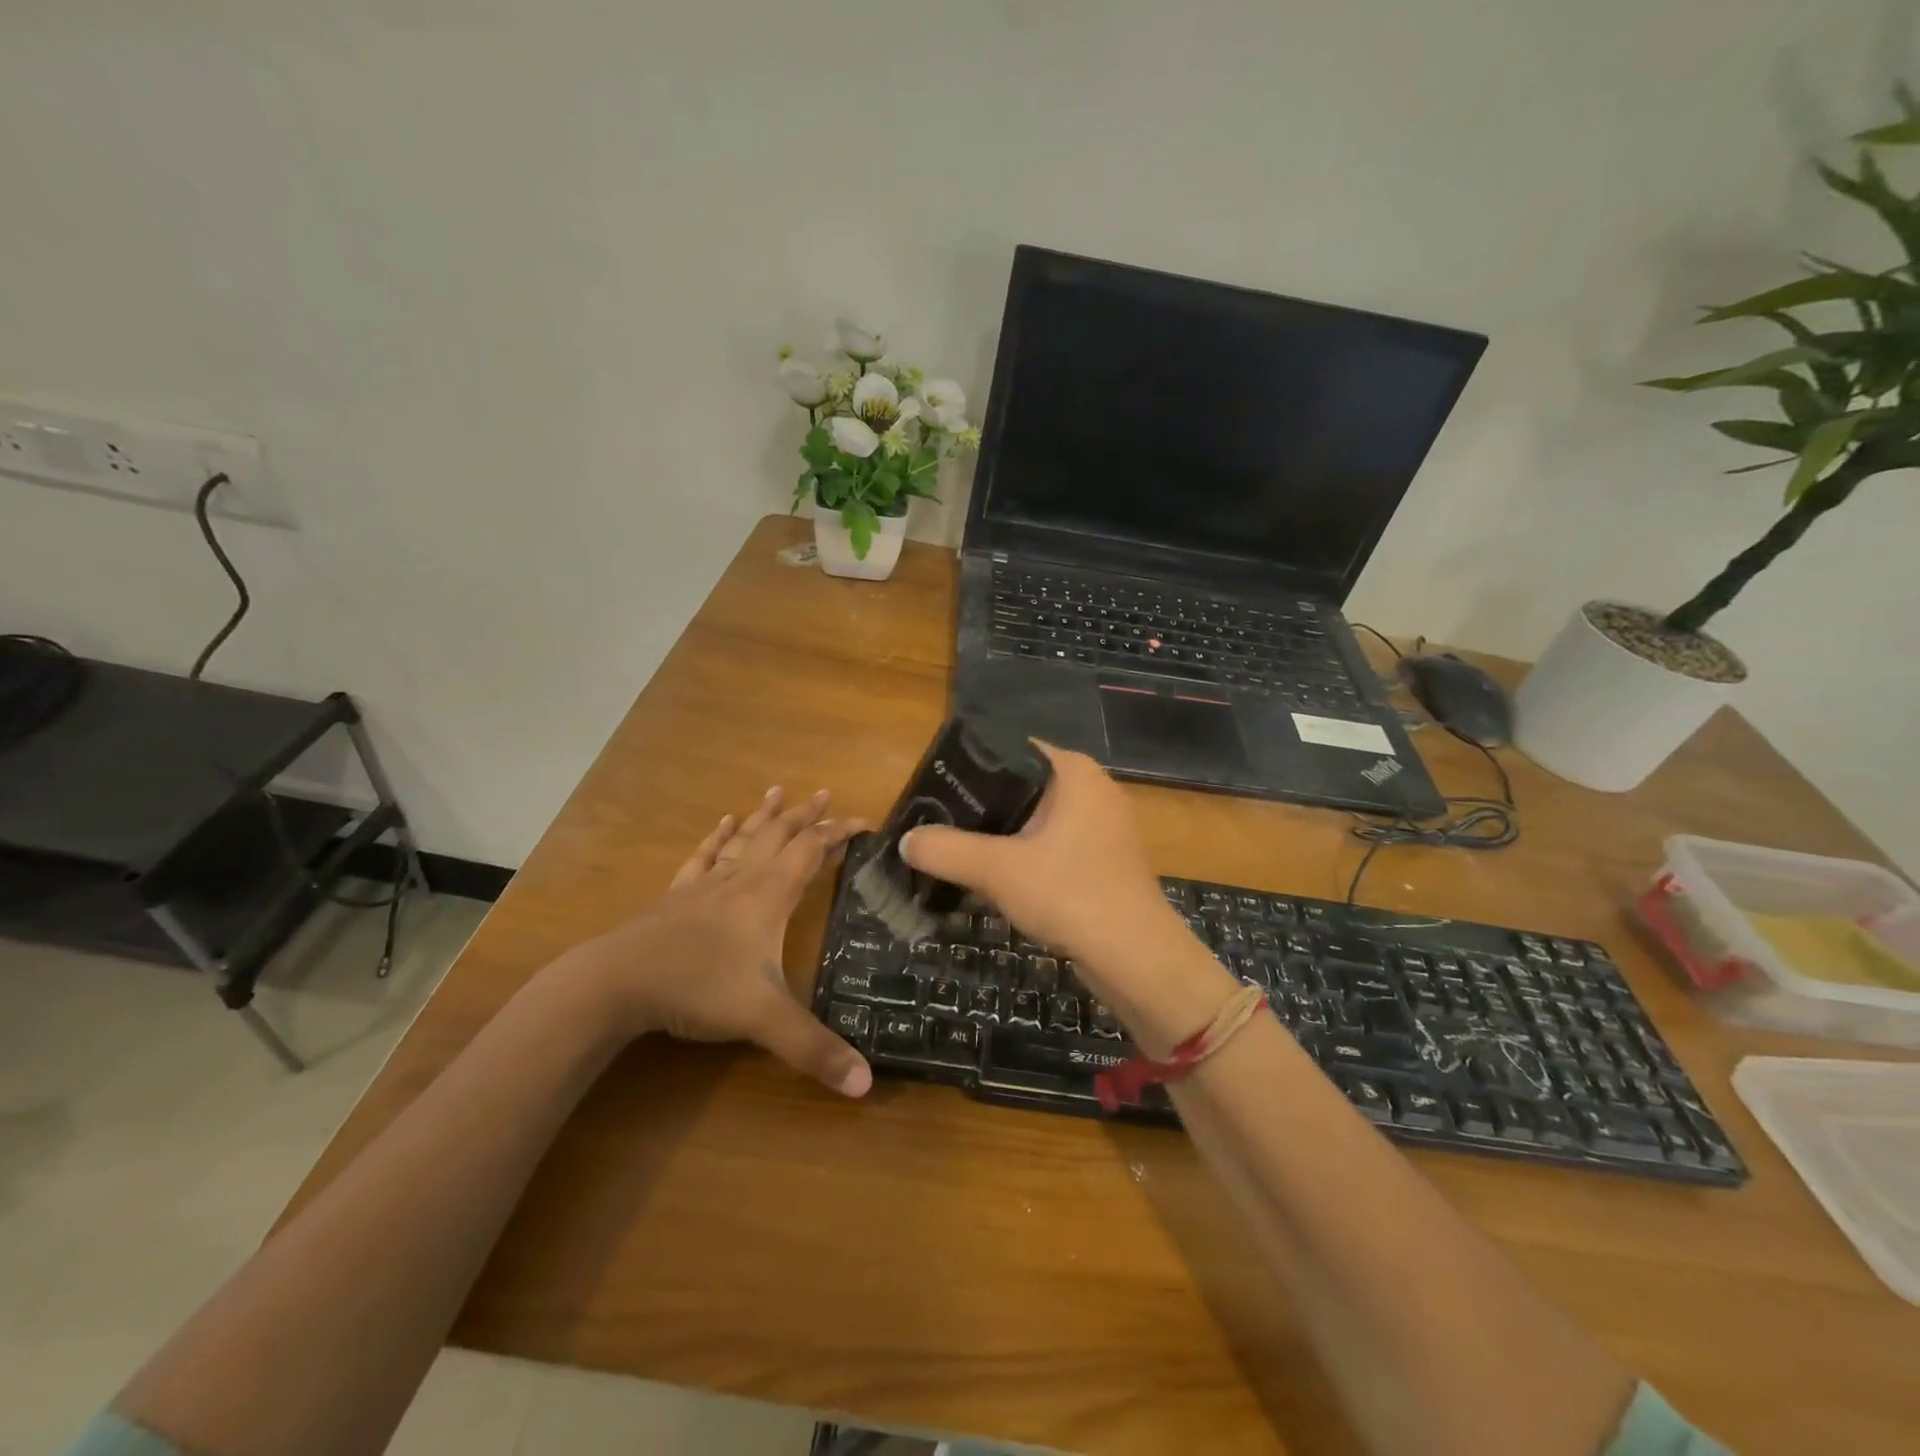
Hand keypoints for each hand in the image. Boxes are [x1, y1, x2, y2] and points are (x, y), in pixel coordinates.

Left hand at [563, 787, 872, 1096]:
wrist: (618, 982)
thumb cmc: (698, 988)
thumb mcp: (764, 1020)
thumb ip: (815, 1049)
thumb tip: (867, 1085)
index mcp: (770, 896)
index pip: (812, 851)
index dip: (839, 833)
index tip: (864, 821)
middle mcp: (742, 880)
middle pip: (779, 835)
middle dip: (806, 815)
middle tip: (825, 792)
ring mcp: (706, 885)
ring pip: (743, 839)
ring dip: (765, 816)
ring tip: (777, 792)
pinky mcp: (677, 896)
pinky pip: (703, 857)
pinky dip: (717, 838)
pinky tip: (722, 824)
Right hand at [898, 745, 1201, 997]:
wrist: (1136, 958)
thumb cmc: (1070, 893)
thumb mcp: (998, 870)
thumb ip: (947, 850)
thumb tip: (906, 841)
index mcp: (1073, 772)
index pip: (1011, 750)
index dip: (970, 767)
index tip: (934, 789)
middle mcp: (1091, 790)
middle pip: (1020, 787)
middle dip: (979, 808)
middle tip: (936, 824)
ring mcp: (1102, 827)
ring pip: (1035, 822)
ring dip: (999, 839)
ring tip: (954, 853)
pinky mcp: (1103, 861)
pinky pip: (1051, 848)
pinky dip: (1023, 860)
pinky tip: (991, 882)